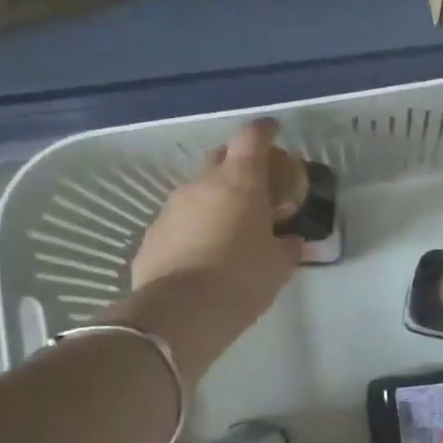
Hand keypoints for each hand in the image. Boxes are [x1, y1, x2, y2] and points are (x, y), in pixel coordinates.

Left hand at [108, 119, 301, 383]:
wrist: (180, 313)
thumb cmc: (242, 280)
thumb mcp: (279, 265)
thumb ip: (287, 245)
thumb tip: (289, 240)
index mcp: (240, 183)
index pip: (252, 139)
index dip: (264, 131)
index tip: (274, 129)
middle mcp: (202, 185)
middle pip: (220, 158)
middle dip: (238, 164)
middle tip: (255, 185)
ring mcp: (171, 208)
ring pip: (197, 191)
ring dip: (215, 200)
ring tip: (229, 226)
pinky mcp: (152, 235)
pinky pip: (179, 221)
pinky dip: (194, 227)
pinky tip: (203, 252)